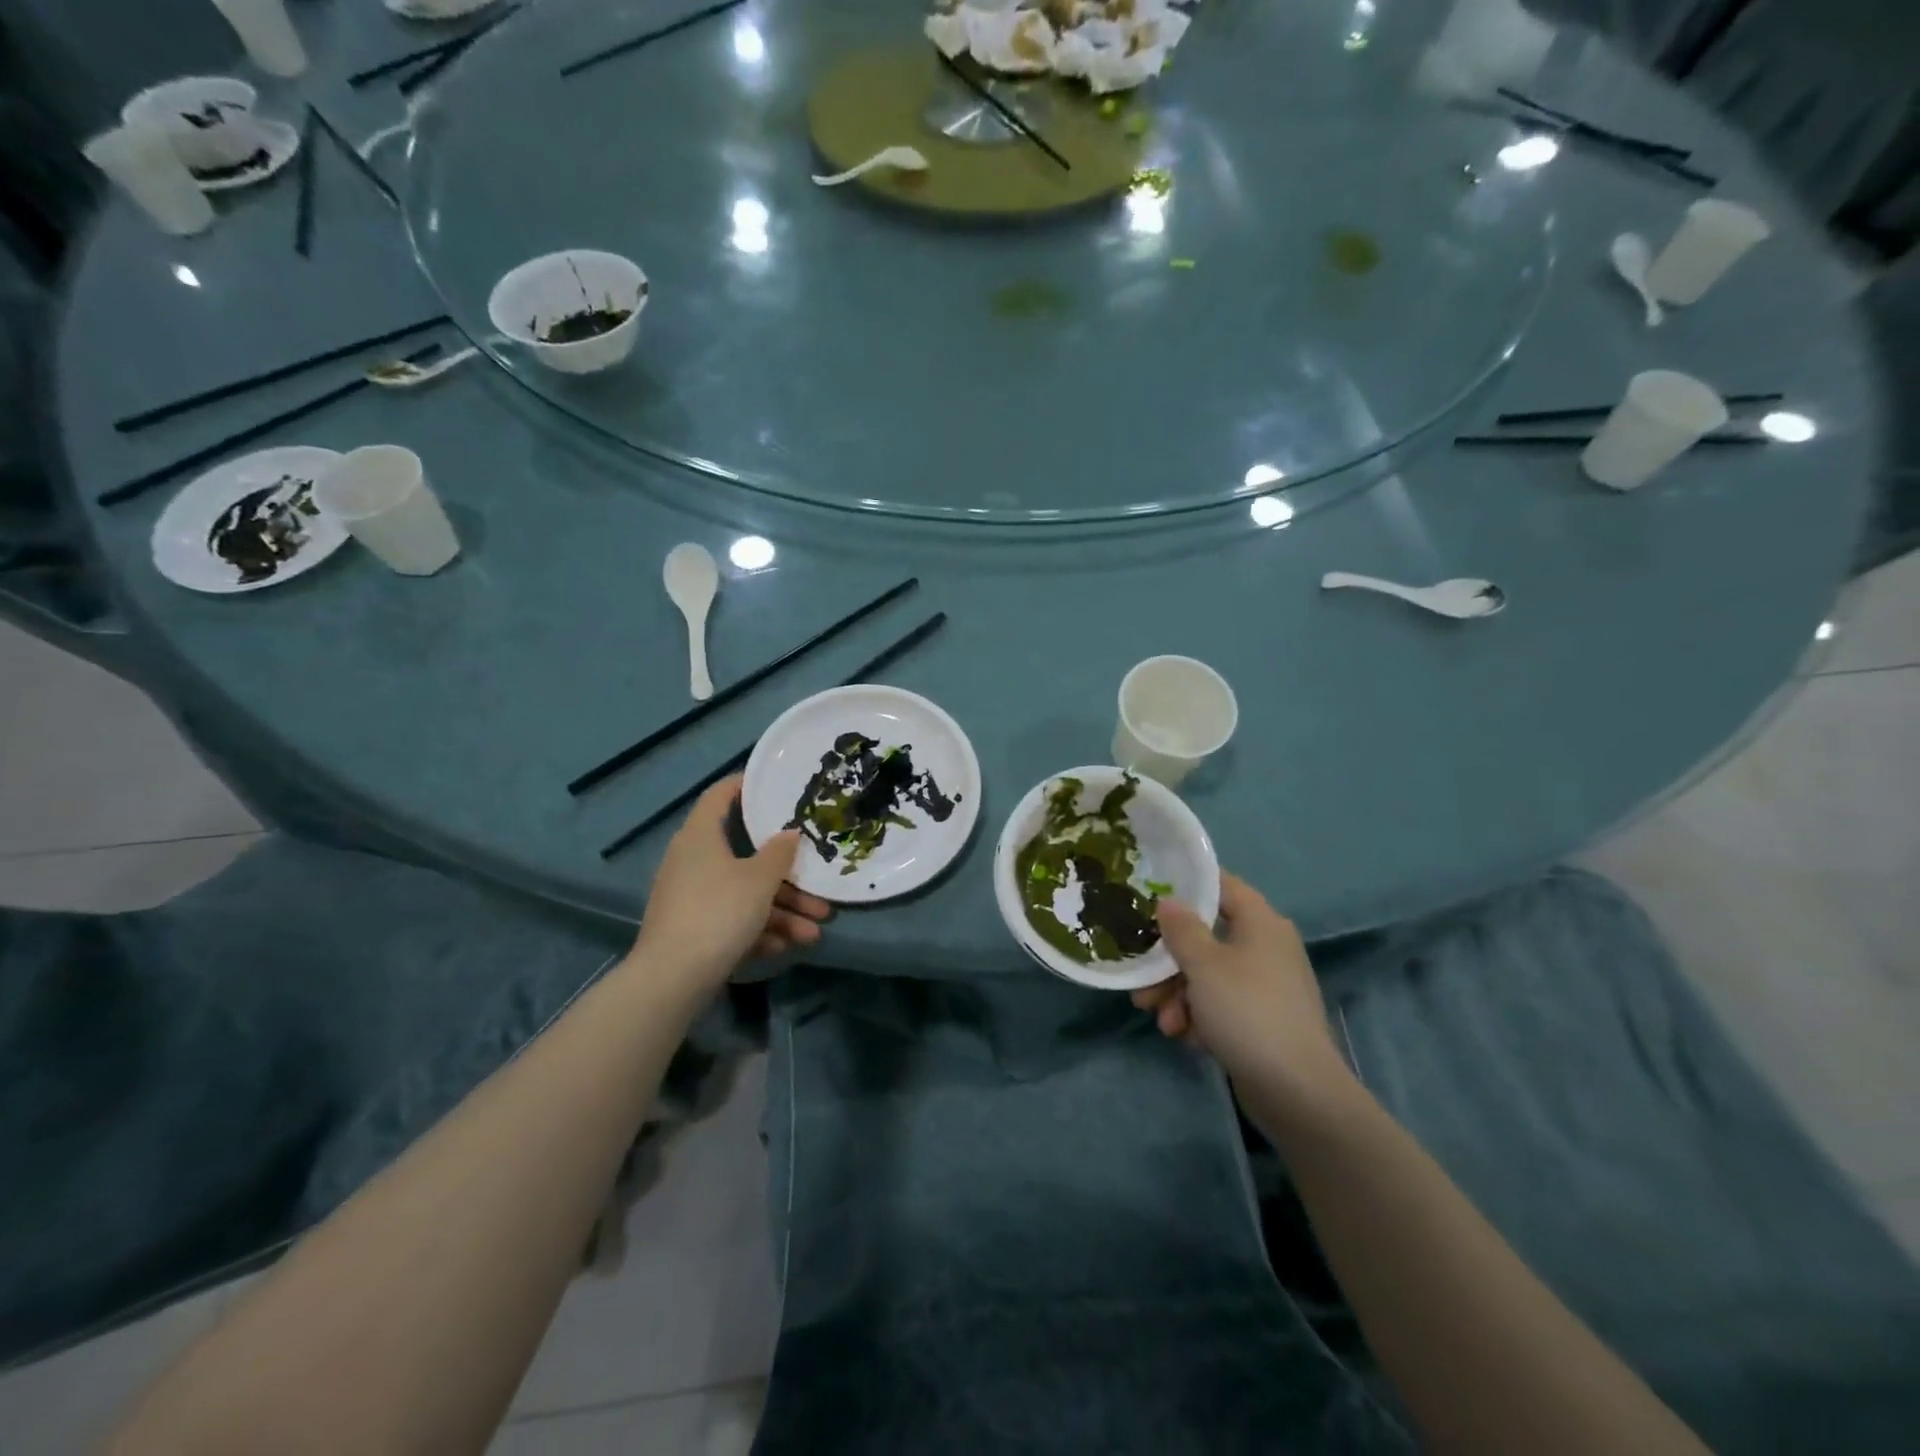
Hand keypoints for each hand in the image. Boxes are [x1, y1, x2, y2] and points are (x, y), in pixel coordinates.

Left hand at [632, 775, 830, 988]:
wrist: (672, 980)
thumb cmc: (719, 912)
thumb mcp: (759, 880)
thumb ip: (779, 853)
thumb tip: (789, 833)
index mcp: (700, 836)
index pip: (720, 795)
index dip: (745, 785)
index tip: (774, 785)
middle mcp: (693, 861)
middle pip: (746, 857)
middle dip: (787, 877)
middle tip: (819, 887)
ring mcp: (691, 898)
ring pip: (745, 895)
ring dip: (782, 912)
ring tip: (815, 933)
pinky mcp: (693, 930)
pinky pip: (732, 921)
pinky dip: (759, 931)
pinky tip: (786, 947)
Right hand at [1132, 872, 1347, 1092]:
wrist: (1297, 1091)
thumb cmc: (1247, 1011)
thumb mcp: (1203, 965)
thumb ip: (1181, 929)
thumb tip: (1169, 901)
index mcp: (1260, 922)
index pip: (1221, 885)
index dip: (1186, 885)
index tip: (1149, 895)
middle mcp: (1266, 947)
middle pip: (1206, 937)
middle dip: (1170, 962)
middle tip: (1143, 983)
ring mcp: (1266, 985)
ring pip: (1209, 975)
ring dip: (1179, 995)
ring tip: (1163, 1023)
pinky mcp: (1263, 1019)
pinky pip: (1222, 1004)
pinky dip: (1200, 1016)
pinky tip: (1186, 1037)